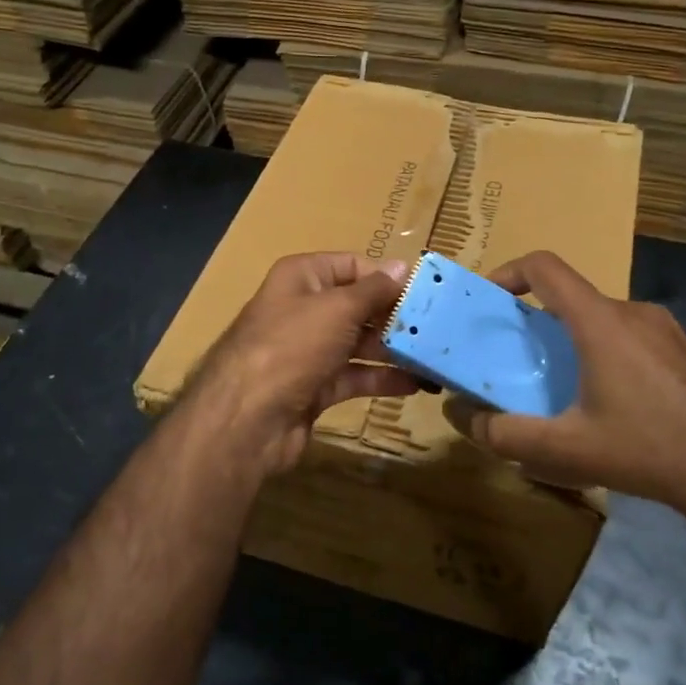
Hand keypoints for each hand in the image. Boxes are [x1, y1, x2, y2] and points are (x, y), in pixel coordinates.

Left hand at [184, 252, 422, 475]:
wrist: (247, 419)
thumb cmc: (292, 346)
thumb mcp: (337, 309)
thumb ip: (374, 290)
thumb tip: (402, 267)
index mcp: (302, 278)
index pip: (352, 265)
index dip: (386, 276)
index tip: (424, 291)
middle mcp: (304, 310)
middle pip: (358, 306)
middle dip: (395, 316)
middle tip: (439, 326)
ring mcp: (309, 351)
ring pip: (359, 343)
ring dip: (395, 349)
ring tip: (435, 355)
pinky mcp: (315, 387)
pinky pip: (355, 376)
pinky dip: (383, 378)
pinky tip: (417, 383)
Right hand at [444, 251, 685, 521]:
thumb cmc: (647, 449)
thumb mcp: (565, 449)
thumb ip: (504, 433)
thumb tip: (461, 416)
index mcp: (600, 321)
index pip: (545, 267)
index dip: (508, 271)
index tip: (488, 299)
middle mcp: (632, 311)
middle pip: (570, 296)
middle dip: (535, 320)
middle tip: (516, 359)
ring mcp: (664, 329)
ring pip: (600, 318)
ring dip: (569, 339)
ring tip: (558, 386)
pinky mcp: (682, 350)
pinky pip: (627, 336)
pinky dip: (601, 351)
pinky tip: (606, 402)